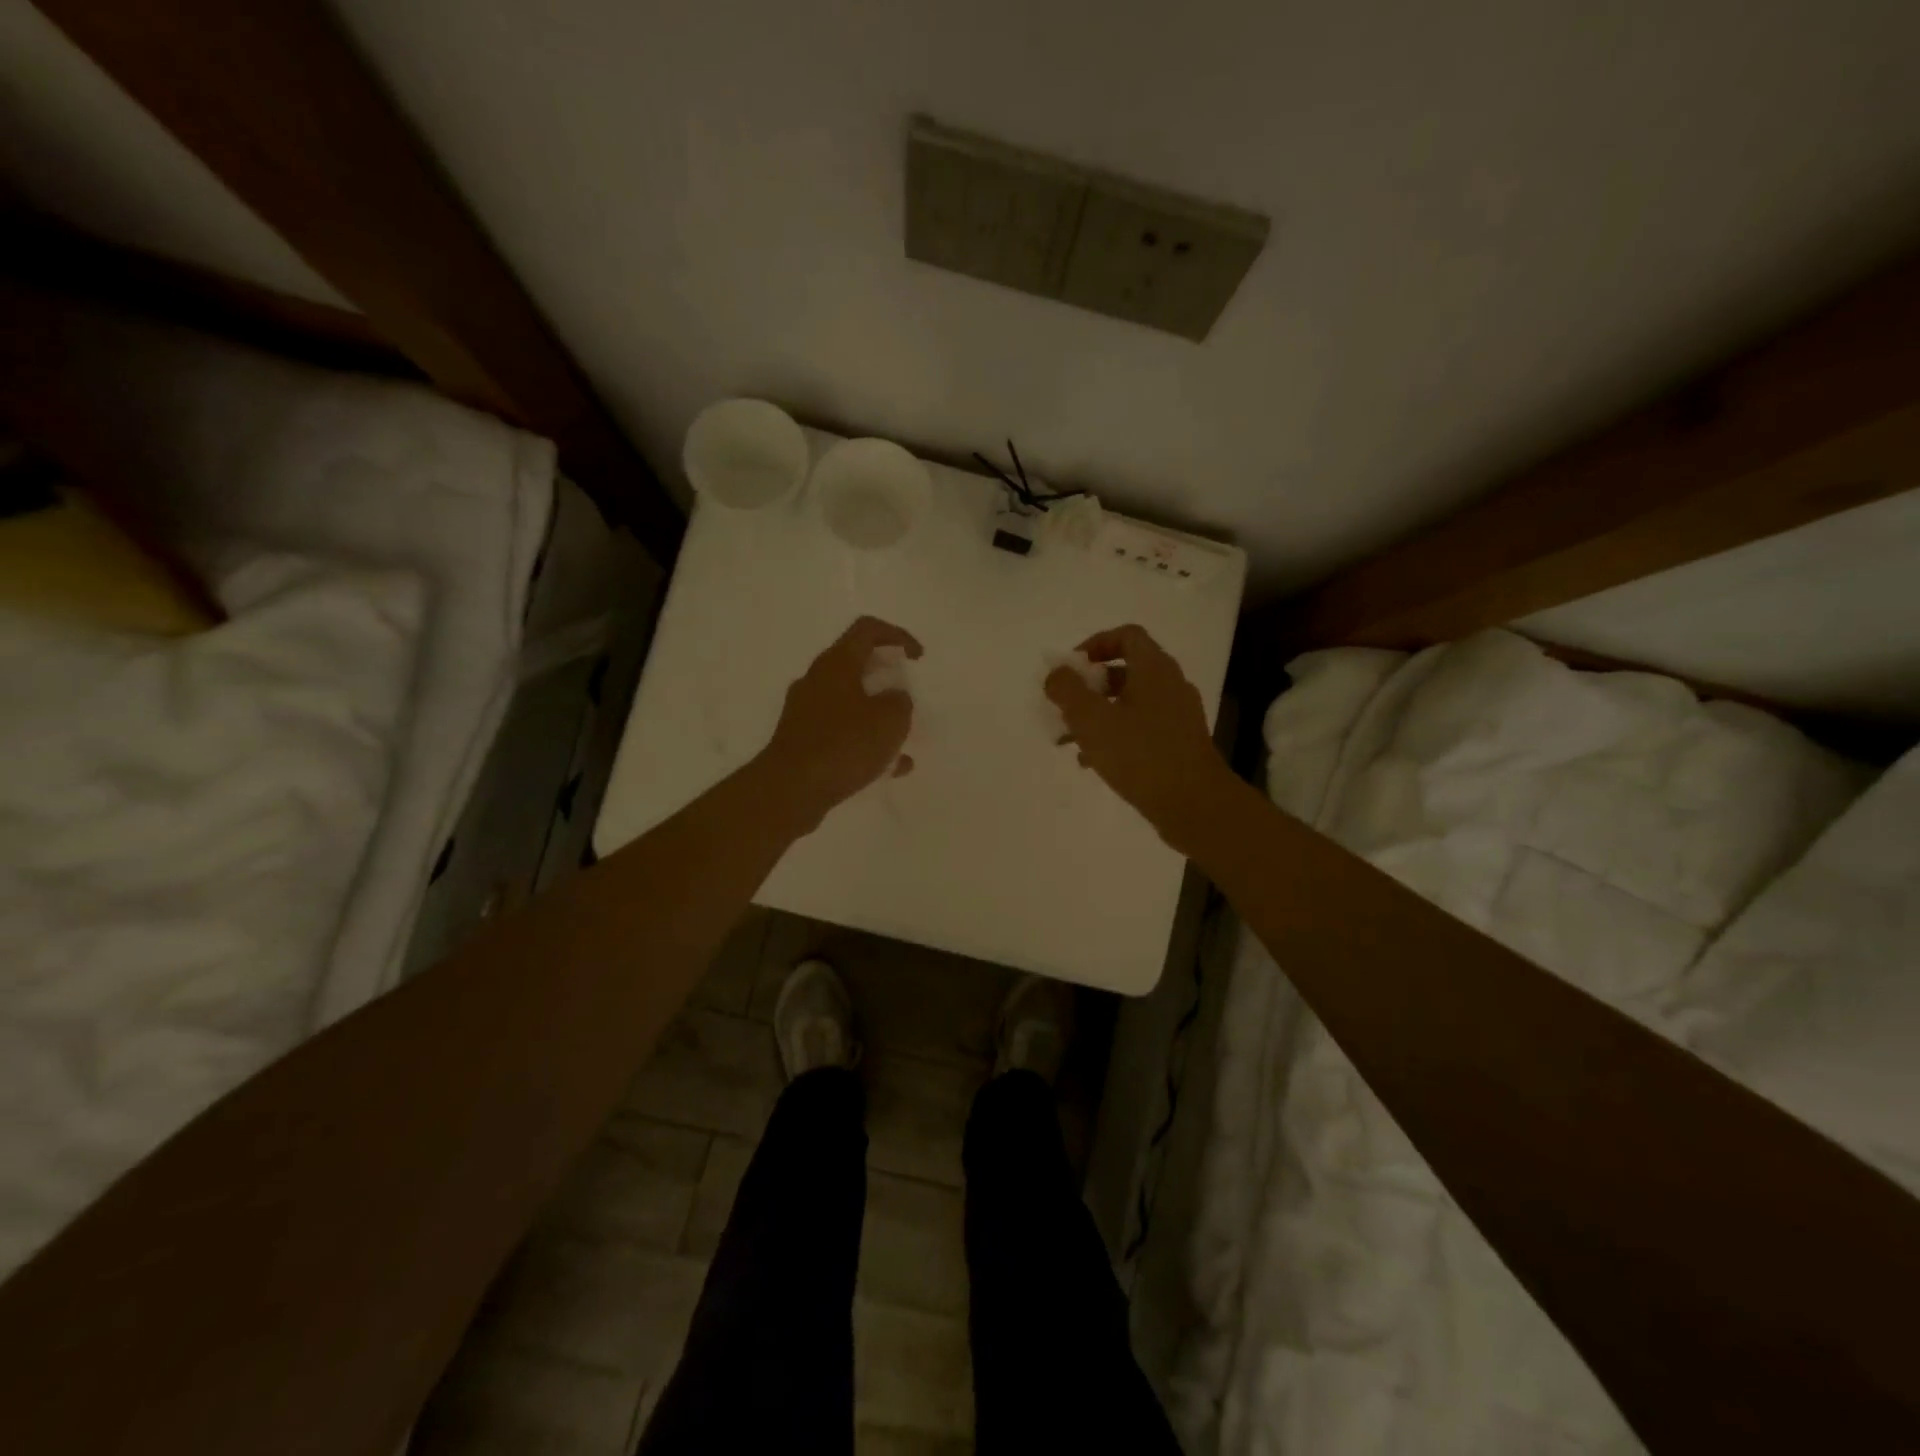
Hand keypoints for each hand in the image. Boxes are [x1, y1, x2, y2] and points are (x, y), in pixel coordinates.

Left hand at [759, 615, 922, 830]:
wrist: (790, 790)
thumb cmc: (844, 745)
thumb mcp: (890, 720)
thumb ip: (900, 702)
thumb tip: (894, 699)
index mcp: (836, 664)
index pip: (867, 630)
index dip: (897, 636)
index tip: (917, 658)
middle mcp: (816, 681)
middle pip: (855, 665)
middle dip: (886, 678)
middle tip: (906, 698)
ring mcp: (805, 712)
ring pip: (849, 702)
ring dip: (876, 714)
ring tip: (900, 738)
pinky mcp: (801, 742)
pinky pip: (840, 733)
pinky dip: (864, 743)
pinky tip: (888, 768)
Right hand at [1046, 624, 1235, 853]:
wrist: (1194, 805)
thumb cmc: (1140, 755)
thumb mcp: (1091, 720)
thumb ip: (1068, 691)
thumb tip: (1056, 674)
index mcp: (1154, 669)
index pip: (1126, 635)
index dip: (1095, 644)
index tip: (1071, 669)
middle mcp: (1171, 685)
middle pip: (1126, 670)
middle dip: (1090, 686)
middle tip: (1065, 706)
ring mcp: (1179, 716)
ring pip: (1131, 703)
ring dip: (1099, 714)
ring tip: (1069, 740)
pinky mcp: (1180, 744)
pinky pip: (1141, 728)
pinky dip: (1116, 735)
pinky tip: (1093, 762)